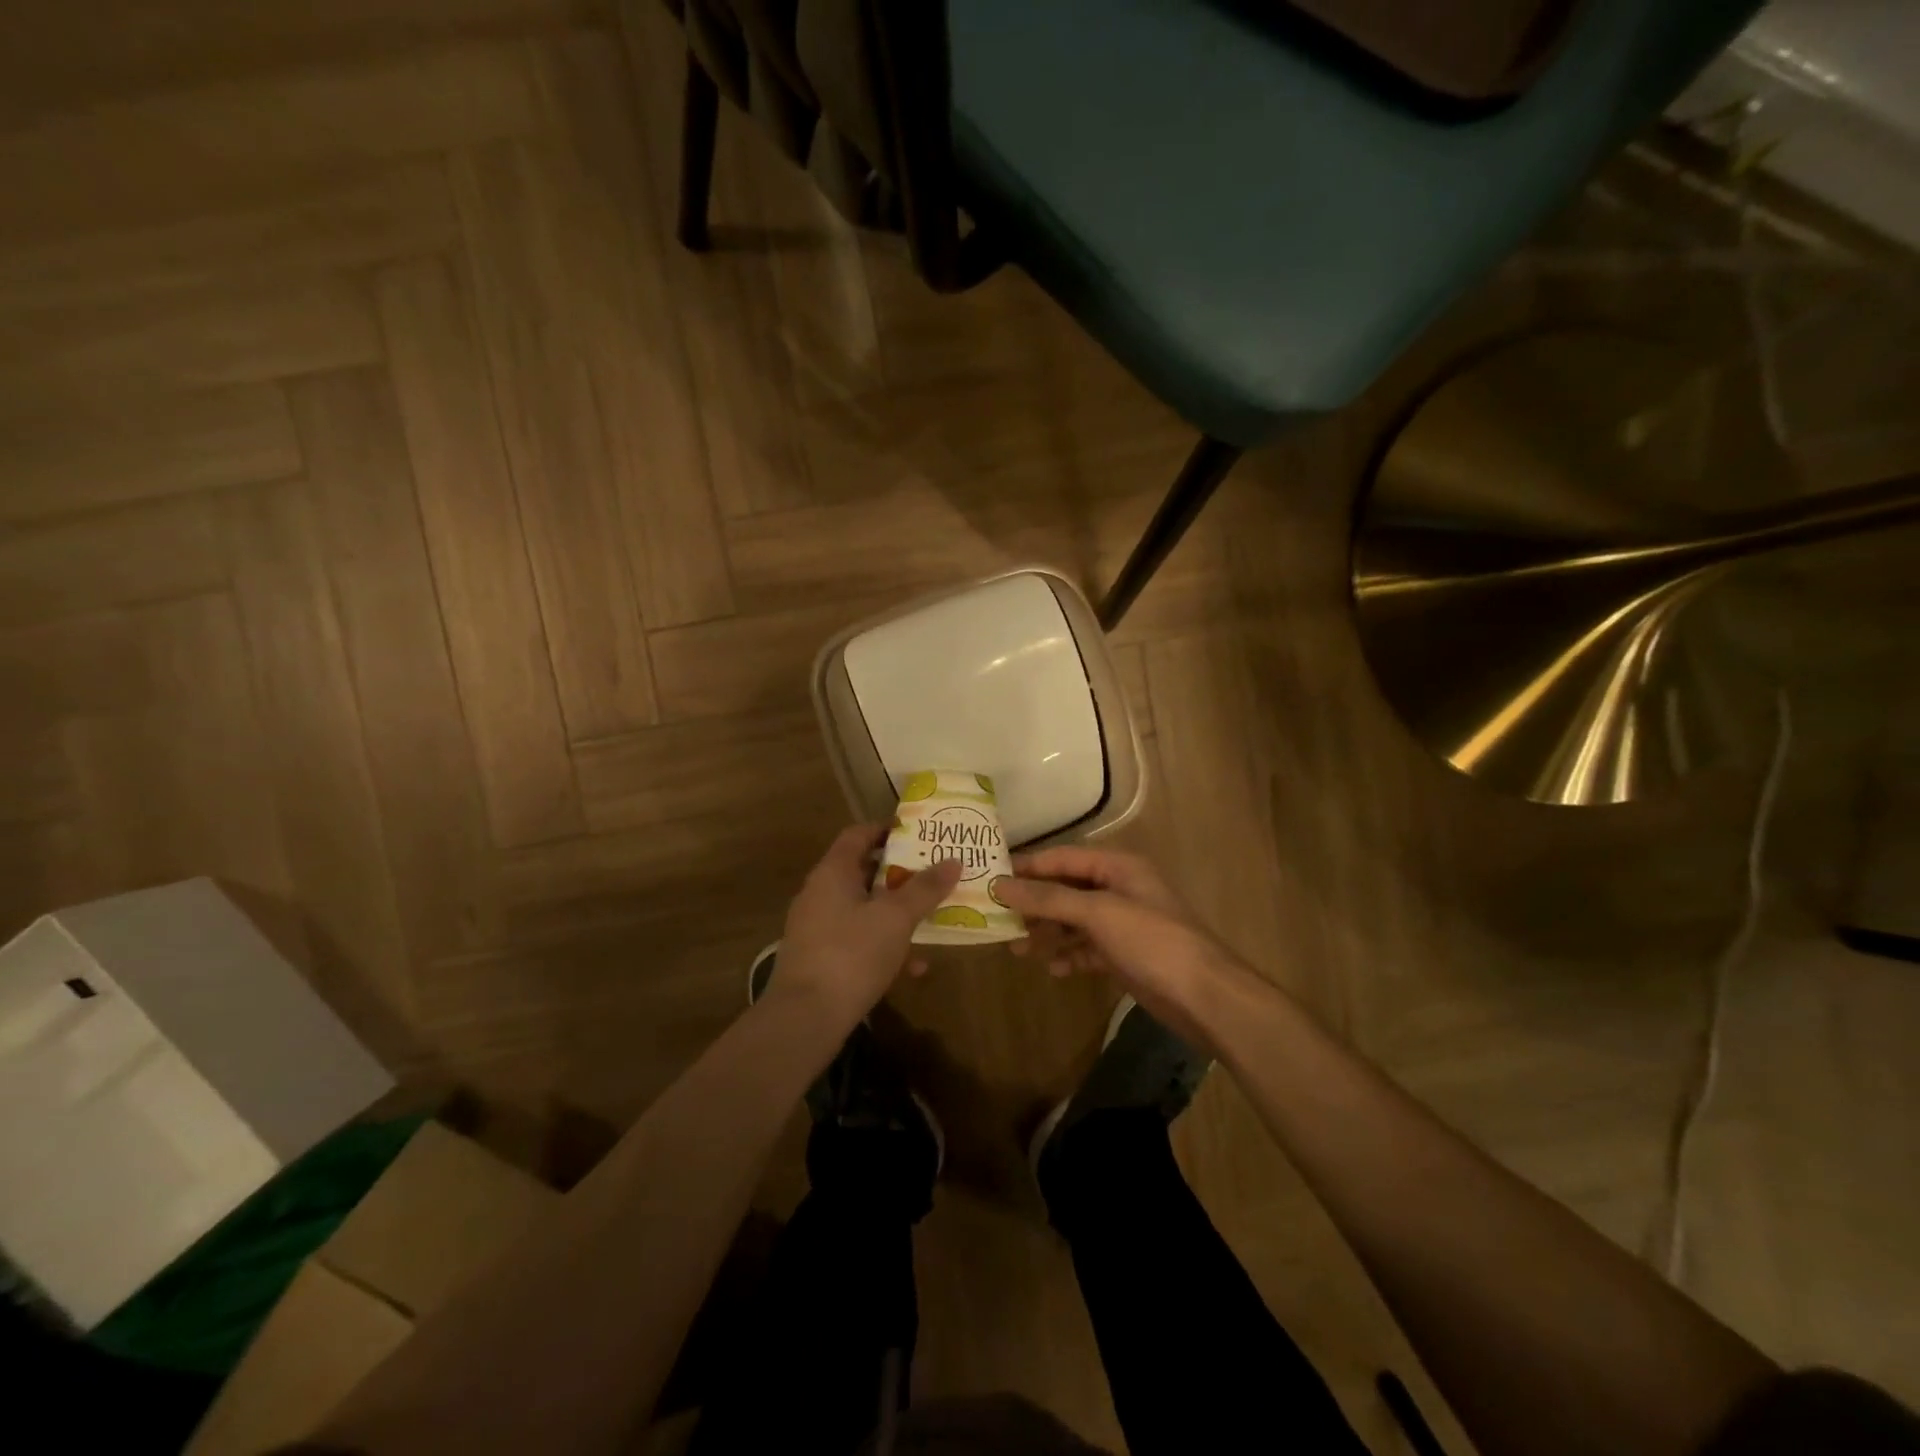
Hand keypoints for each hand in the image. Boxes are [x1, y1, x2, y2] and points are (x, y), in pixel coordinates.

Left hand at [770, 825, 962, 1034]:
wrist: (805, 1018)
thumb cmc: (852, 953)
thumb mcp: (896, 918)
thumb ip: (925, 889)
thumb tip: (953, 861)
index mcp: (833, 872)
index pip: (858, 834)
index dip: (887, 830)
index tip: (919, 835)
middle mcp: (820, 893)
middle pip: (863, 871)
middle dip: (901, 875)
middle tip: (934, 875)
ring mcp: (817, 927)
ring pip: (863, 909)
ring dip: (896, 914)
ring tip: (931, 920)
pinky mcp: (819, 959)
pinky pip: (857, 940)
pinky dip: (884, 946)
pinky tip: (913, 968)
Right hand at [992, 847, 1256, 1047]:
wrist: (1203, 996)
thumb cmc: (1152, 941)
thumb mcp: (1098, 913)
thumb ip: (1049, 899)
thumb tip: (1001, 885)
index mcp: (1118, 867)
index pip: (1063, 858)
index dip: (1028, 866)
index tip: (992, 877)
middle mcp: (1119, 889)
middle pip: (1066, 890)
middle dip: (1033, 904)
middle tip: (998, 918)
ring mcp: (1122, 924)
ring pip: (1074, 922)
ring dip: (1047, 933)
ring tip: (1016, 949)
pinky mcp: (1124, 955)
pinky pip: (1087, 949)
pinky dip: (1069, 956)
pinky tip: (1053, 969)